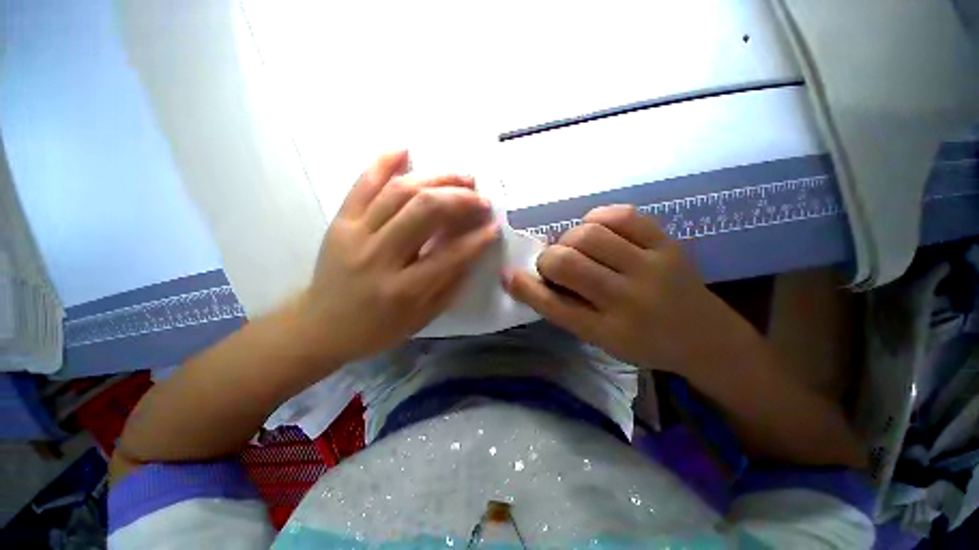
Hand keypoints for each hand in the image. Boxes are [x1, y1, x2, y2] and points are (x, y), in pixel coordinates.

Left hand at [300, 151, 497, 364]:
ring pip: (399, 192)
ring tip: (461, 177)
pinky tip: (405, 150)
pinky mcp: (340, 221)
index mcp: (402, 290)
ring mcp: (354, 234)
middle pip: (424, 211)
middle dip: (459, 199)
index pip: (449, 255)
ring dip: (436, 179)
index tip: (494, 226)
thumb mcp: (421, 318)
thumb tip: (472, 250)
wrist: (320, 325)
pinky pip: (361, 184)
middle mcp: (378, 256)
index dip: (477, 239)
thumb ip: (449, 285)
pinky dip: (383, 163)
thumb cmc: (376, 328)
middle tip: (480, 197)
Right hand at [504, 205, 756, 374]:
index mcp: (607, 331)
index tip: (509, 275)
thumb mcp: (600, 339)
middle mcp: (627, 300)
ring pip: (589, 235)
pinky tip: (597, 230)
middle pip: (566, 264)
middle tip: (554, 264)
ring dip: (570, 238)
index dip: (524, 287)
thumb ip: (564, 309)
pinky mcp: (668, 244)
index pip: (553, 305)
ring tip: (576, 248)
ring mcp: (652, 267)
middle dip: (548, 260)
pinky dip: (598, 218)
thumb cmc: (643, 342)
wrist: (705, 337)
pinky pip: (622, 216)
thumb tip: (529, 277)